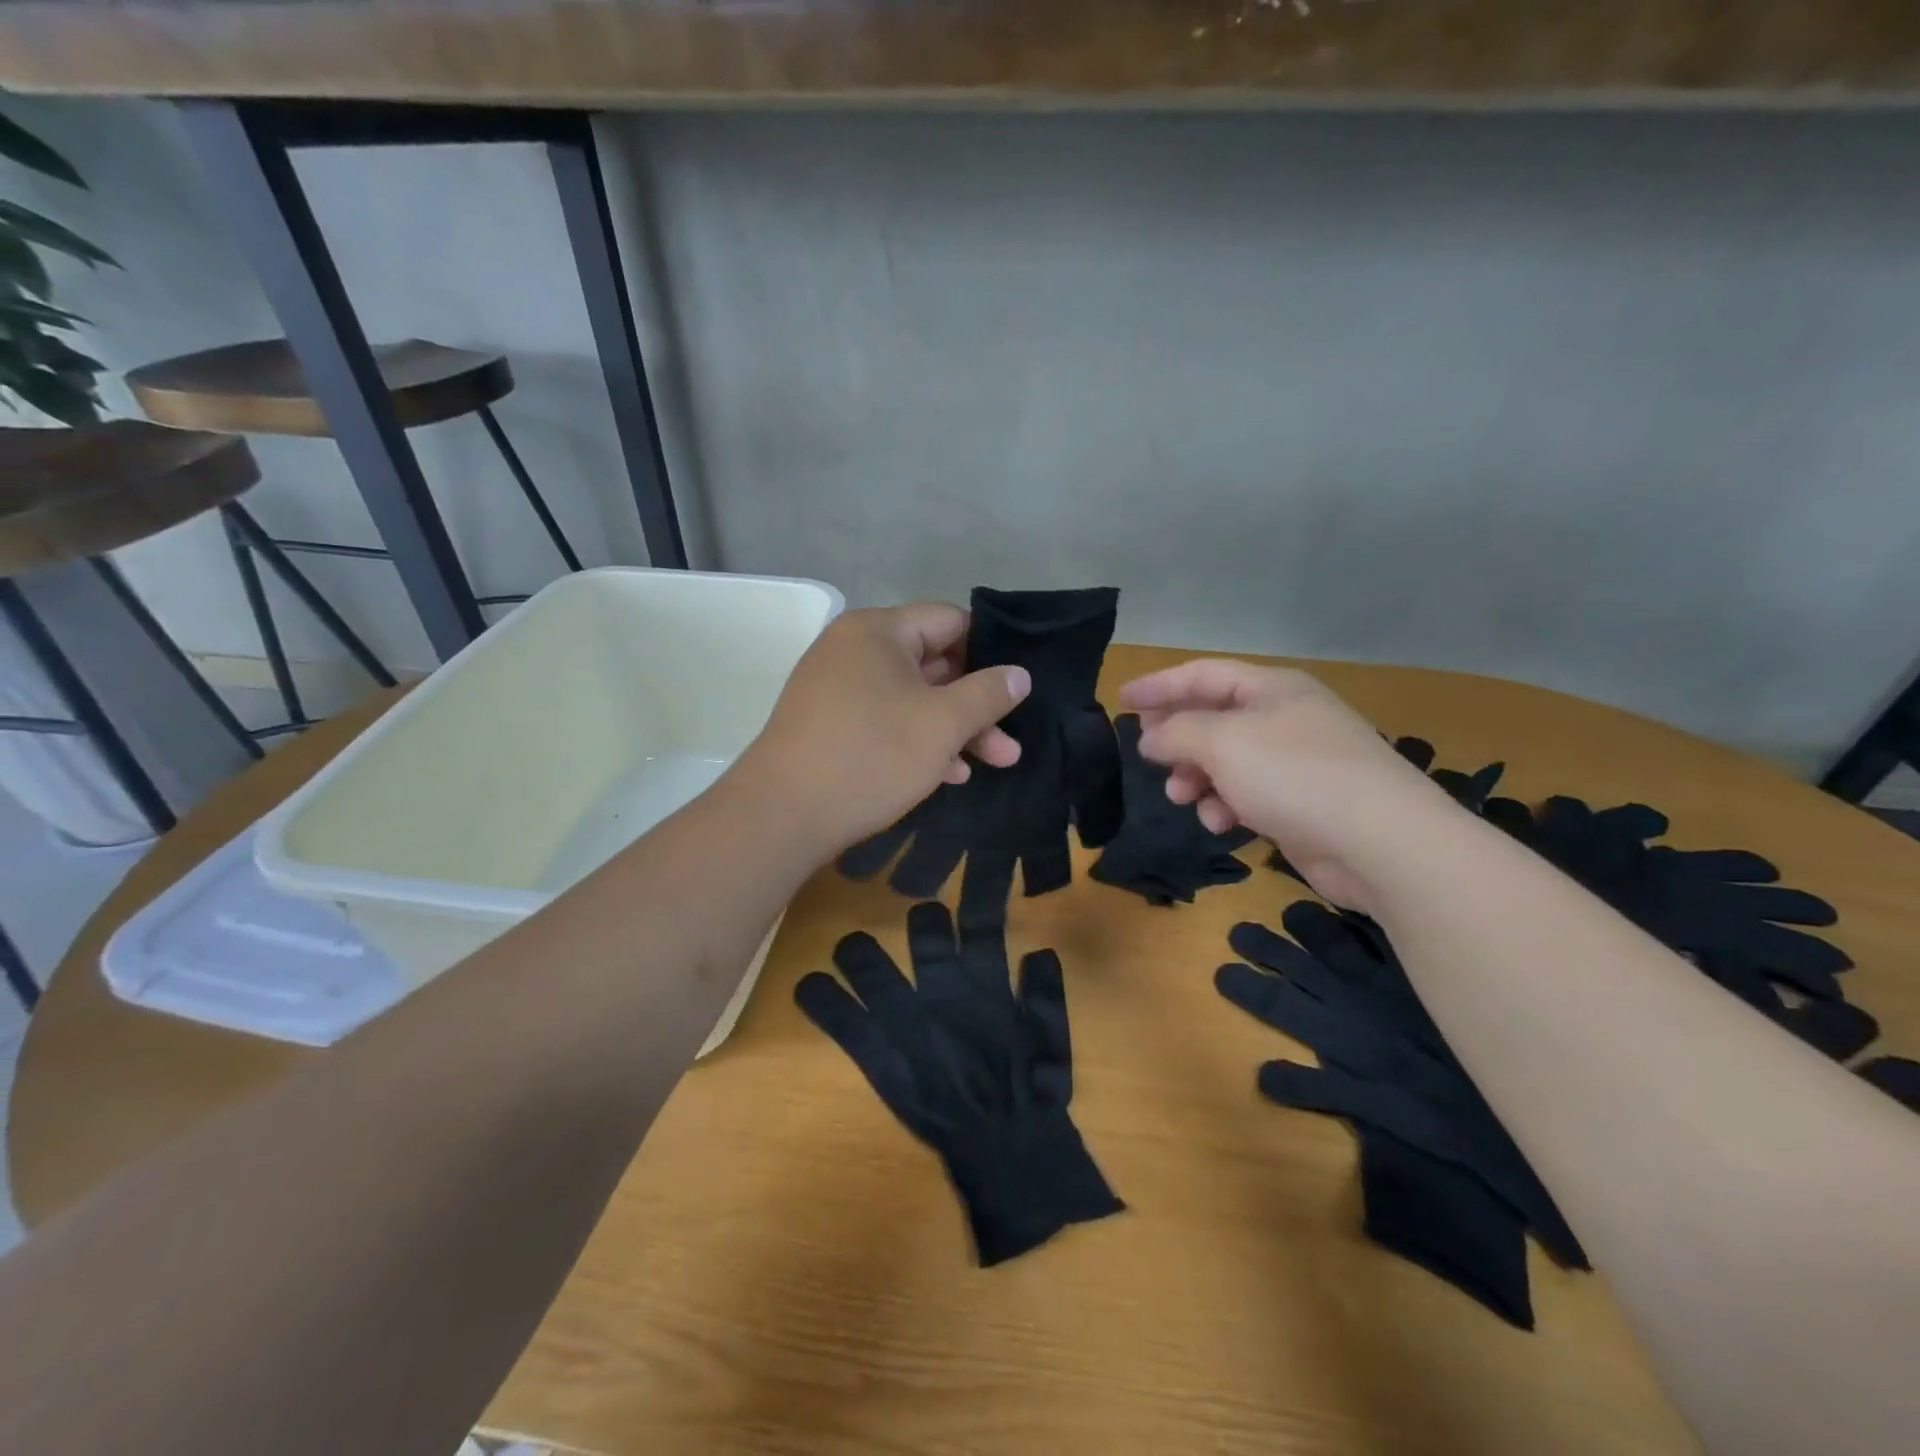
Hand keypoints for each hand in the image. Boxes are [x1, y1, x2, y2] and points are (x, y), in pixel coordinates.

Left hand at [740, 603, 1029, 853]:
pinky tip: (950, 774)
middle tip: (1011, 740)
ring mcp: (837, 688)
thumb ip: (987, 694)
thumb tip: (1020, 674)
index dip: (989, 650)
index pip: (949, 620)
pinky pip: (885, 720)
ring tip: (996, 762)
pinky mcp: (829, 725)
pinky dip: (918, 740)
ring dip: (954, 729)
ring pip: (911, 698)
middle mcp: (853, 649)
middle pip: (932, 663)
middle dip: (976, 704)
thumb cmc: (870, 756)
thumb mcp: (941, 724)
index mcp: (878, 630)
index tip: (1016, 686)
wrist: (782, 815)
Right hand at [1121, 659, 1456, 910]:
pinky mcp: (1304, 803)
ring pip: (1228, 761)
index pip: (1203, 675)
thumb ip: (1177, 732)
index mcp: (1271, 689)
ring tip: (1181, 797)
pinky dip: (1228, 805)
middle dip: (1179, 740)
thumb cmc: (1295, 775)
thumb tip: (1151, 736)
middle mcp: (1285, 718)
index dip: (1160, 685)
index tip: (1122, 701)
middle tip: (1151, 759)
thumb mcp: (1222, 743)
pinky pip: (1250, 794)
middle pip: (1214, 719)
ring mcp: (1298, 762)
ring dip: (1198, 778)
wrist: (1383, 843)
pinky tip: (1222, 824)